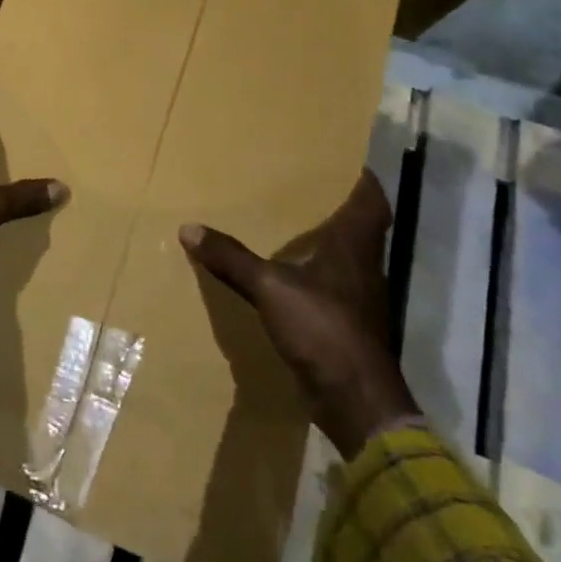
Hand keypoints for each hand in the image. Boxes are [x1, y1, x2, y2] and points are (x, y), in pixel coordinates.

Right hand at [179, 169, 417, 458]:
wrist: (356, 402)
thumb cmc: (323, 329)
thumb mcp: (270, 288)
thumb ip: (232, 259)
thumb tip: (189, 228)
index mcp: (354, 247)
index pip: (371, 202)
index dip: (362, 179)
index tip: (343, 159)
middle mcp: (362, 267)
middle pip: (359, 227)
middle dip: (335, 205)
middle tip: (302, 184)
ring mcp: (356, 298)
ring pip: (345, 257)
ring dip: (324, 241)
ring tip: (289, 221)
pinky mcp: (345, 325)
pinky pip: (329, 286)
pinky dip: (311, 274)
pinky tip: (285, 273)